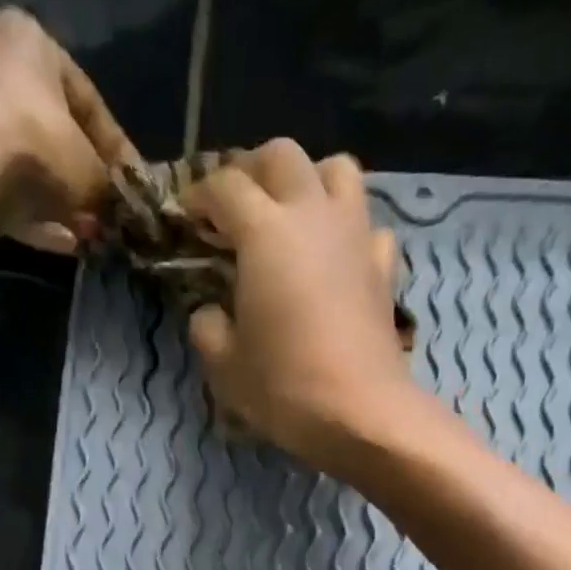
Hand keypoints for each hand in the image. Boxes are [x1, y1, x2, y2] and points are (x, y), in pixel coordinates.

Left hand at [0, 9, 136, 251]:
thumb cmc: (41, 144)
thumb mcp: (92, 170)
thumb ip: (108, 187)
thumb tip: (117, 209)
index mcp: (30, 42)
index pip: (86, 100)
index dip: (115, 149)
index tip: (132, 184)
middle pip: (52, 134)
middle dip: (82, 182)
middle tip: (106, 216)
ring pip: (29, 168)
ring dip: (62, 205)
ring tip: (89, 236)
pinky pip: (7, 191)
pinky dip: (37, 218)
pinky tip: (66, 244)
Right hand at [184, 141, 417, 466]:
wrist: (361, 413)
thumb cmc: (285, 388)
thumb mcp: (226, 367)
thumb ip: (208, 328)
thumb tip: (209, 312)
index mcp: (264, 232)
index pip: (224, 186)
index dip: (199, 195)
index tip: (187, 218)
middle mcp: (312, 214)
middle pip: (282, 156)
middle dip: (253, 170)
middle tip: (237, 206)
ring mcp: (355, 235)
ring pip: (336, 170)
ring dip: (310, 180)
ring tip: (293, 215)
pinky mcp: (383, 267)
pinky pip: (369, 226)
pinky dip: (351, 230)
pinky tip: (338, 256)